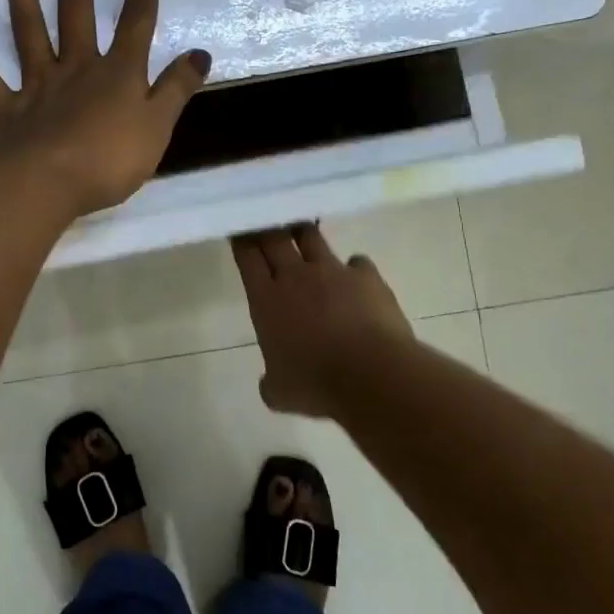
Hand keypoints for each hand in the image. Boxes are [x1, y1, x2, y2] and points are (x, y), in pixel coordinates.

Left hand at [0, 0, 210, 218]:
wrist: (50, 187)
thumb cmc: (110, 160)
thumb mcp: (159, 127)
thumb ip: (177, 89)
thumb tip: (201, 53)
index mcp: (117, 71)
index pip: (137, 16)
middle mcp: (77, 65)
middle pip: (77, 4)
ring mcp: (37, 83)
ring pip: (27, 25)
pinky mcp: (7, 108)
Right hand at [232, 223, 415, 416]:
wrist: (373, 375)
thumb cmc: (316, 384)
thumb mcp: (281, 393)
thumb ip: (271, 381)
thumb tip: (270, 382)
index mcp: (267, 299)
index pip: (248, 257)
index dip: (242, 241)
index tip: (240, 230)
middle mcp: (296, 276)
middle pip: (275, 238)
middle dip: (268, 227)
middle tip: (266, 221)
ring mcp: (333, 271)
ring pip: (312, 237)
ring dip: (304, 234)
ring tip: (302, 233)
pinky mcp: (366, 276)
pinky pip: (357, 263)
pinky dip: (353, 269)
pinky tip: (356, 280)